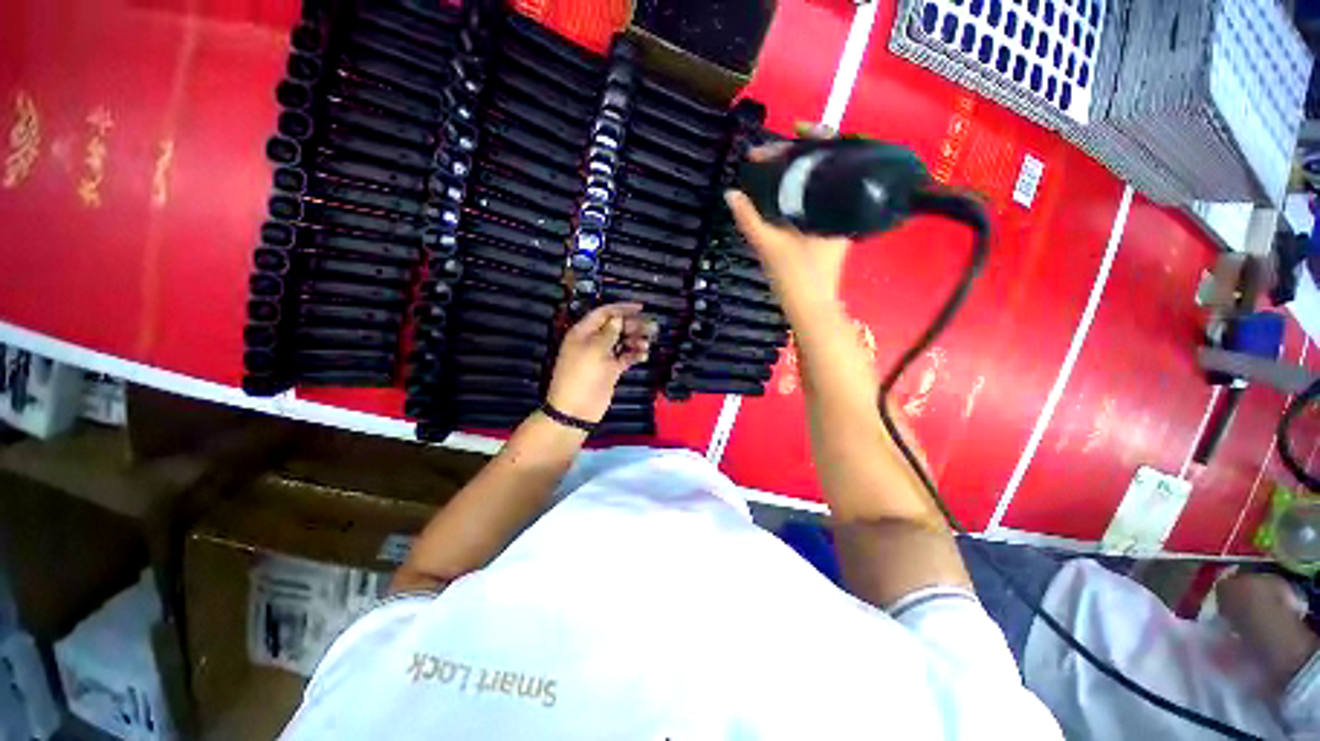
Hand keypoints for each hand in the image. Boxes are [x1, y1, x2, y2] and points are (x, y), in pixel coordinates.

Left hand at [545, 303, 655, 422]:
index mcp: (584, 332)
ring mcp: (602, 356)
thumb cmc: (582, 375)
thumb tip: (617, 319)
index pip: (604, 313)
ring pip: (622, 342)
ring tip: (648, 342)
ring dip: (635, 340)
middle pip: (616, 327)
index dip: (622, 308)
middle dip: (633, 325)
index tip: (640, 307)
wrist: (576, 409)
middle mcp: (593, 341)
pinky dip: (634, 354)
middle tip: (651, 327)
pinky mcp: (610, 370)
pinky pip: (624, 357)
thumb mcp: (595, 350)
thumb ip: (608, 333)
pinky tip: (644, 354)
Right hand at [724, 124, 851, 314]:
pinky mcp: (828, 231)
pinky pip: (815, 200)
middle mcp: (843, 206)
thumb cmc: (796, 277)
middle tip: (769, 154)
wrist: (811, 308)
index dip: (817, 135)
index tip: (793, 128)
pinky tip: (779, 192)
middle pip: (827, 165)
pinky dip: (797, 192)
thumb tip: (730, 194)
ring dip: (796, 173)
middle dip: (798, 155)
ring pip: (820, 183)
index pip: (836, 154)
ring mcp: (836, 219)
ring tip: (770, 167)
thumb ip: (748, 219)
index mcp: (839, 204)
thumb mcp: (769, 246)